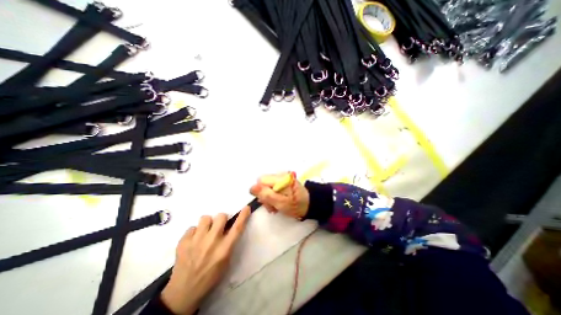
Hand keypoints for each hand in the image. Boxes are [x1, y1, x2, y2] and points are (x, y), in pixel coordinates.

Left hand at [162, 207, 251, 314]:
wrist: (183, 292)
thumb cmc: (210, 277)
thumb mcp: (226, 261)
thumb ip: (229, 243)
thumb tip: (229, 227)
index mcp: (224, 249)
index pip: (237, 228)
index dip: (243, 216)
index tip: (246, 208)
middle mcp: (212, 242)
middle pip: (221, 216)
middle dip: (221, 219)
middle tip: (218, 227)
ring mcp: (196, 241)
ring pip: (205, 218)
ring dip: (207, 224)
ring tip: (204, 233)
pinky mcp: (183, 242)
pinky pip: (192, 227)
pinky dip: (194, 232)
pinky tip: (193, 242)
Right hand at [250, 172, 311, 218]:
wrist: (310, 205)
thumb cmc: (296, 205)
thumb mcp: (281, 203)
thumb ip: (266, 195)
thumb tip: (252, 188)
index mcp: (280, 178)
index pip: (261, 181)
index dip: (261, 192)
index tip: (267, 202)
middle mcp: (280, 175)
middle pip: (263, 183)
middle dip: (265, 196)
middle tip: (272, 206)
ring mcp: (281, 178)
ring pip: (266, 186)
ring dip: (268, 197)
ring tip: (276, 206)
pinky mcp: (283, 182)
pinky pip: (272, 187)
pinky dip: (273, 196)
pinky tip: (278, 202)